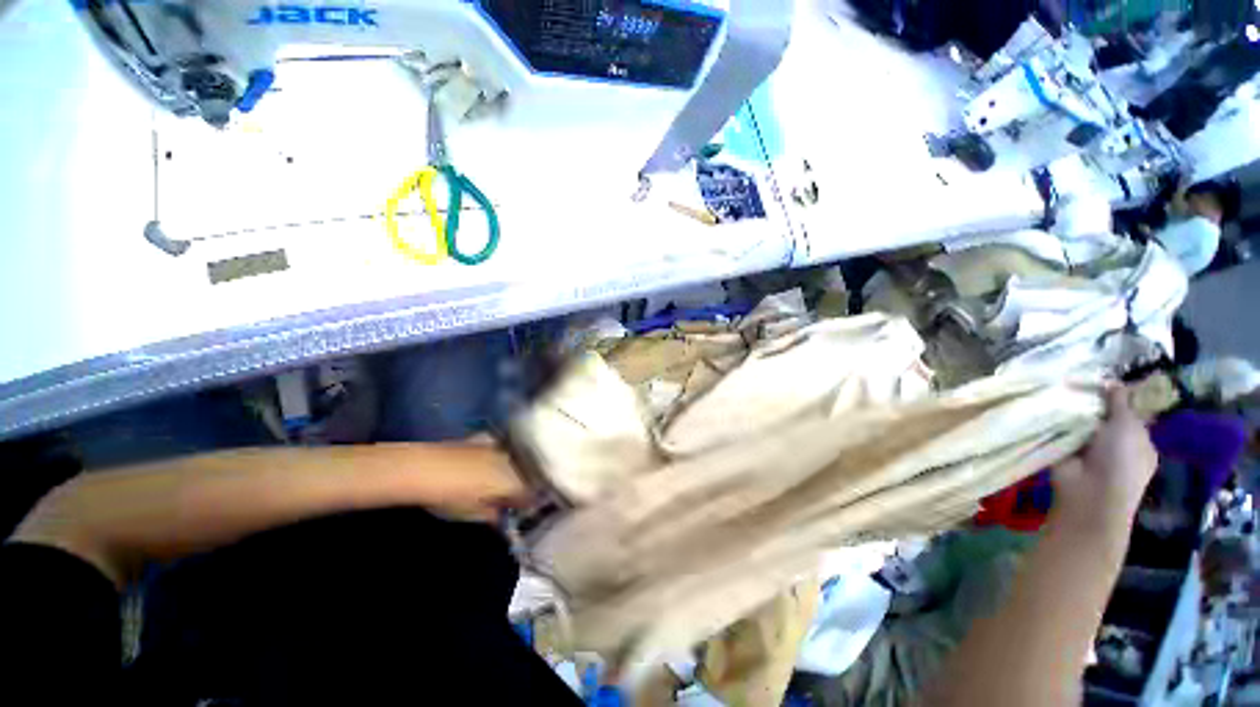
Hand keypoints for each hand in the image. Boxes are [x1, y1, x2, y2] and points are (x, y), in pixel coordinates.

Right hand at [1051, 387, 1158, 538]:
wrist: (1089, 493)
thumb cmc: (1121, 461)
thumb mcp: (1127, 425)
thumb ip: (1120, 401)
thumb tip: (1112, 379)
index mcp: (1138, 440)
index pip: (1129, 413)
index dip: (1117, 396)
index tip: (1103, 379)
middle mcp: (1114, 443)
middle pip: (1102, 415)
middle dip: (1091, 401)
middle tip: (1076, 380)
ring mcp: (1088, 448)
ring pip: (1079, 421)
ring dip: (1071, 409)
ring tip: (1058, 389)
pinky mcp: (1063, 449)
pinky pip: (1059, 429)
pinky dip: (1054, 420)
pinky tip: (1046, 404)